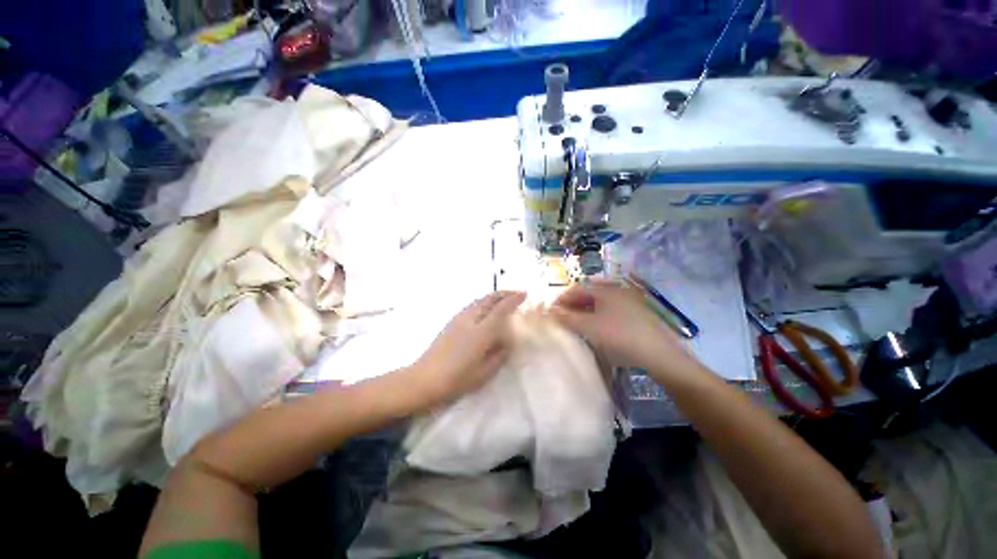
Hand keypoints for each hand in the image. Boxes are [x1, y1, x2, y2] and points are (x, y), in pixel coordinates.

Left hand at [409, 291, 525, 406]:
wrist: (424, 379)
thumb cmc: (457, 379)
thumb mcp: (484, 372)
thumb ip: (499, 355)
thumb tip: (508, 342)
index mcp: (481, 332)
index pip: (501, 309)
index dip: (514, 300)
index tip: (524, 294)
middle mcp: (471, 320)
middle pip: (489, 299)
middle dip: (504, 293)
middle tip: (516, 293)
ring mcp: (459, 319)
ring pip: (479, 300)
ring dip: (493, 296)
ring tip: (503, 298)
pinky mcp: (451, 321)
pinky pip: (471, 305)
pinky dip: (483, 301)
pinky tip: (485, 308)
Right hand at [549, 280, 699, 382]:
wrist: (659, 355)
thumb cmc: (620, 336)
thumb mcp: (589, 327)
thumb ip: (567, 318)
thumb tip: (550, 311)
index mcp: (605, 290)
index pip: (576, 289)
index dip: (561, 299)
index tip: (551, 312)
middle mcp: (616, 291)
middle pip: (588, 295)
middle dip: (572, 306)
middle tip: (562, 320)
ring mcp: (628, 303)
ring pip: (599, 304)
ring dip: (584, 312)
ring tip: (575, 326)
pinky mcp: (635, 315)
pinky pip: (609, 312)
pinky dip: (597, 318)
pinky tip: (595, 330)